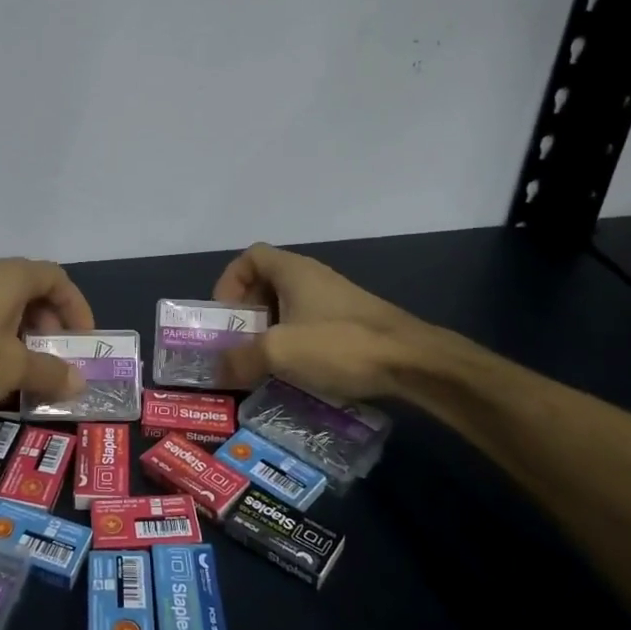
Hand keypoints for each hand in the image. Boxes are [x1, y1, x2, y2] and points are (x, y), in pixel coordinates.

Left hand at [0, 258, 94, 415]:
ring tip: (28, 370)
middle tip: (56, 356)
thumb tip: (79, 382)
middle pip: (31, 292)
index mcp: (11, 277)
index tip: (82, 339)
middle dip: (50, 324)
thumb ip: (50, 372)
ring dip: (23, 336)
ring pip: (5, 309)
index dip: (76, 306)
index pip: (56, 279)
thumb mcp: (14, 369)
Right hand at [211, 242, 437, 400]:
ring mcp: (335, 301)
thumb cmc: (340, 344)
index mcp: (293, 271)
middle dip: (247, 314)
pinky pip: (309, 326)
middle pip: (266, 284)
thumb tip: (216, 371)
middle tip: (238, 344)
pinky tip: (295, 372)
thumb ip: (240, 359)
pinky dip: (294, 343)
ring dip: (269, 332)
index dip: (230, 281)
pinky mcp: (352, 324)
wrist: (413, 362)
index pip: (250, 257)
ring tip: (262, 363)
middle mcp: (313, 278)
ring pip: (288, 308)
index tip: (226, 314)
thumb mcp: (279, 351)